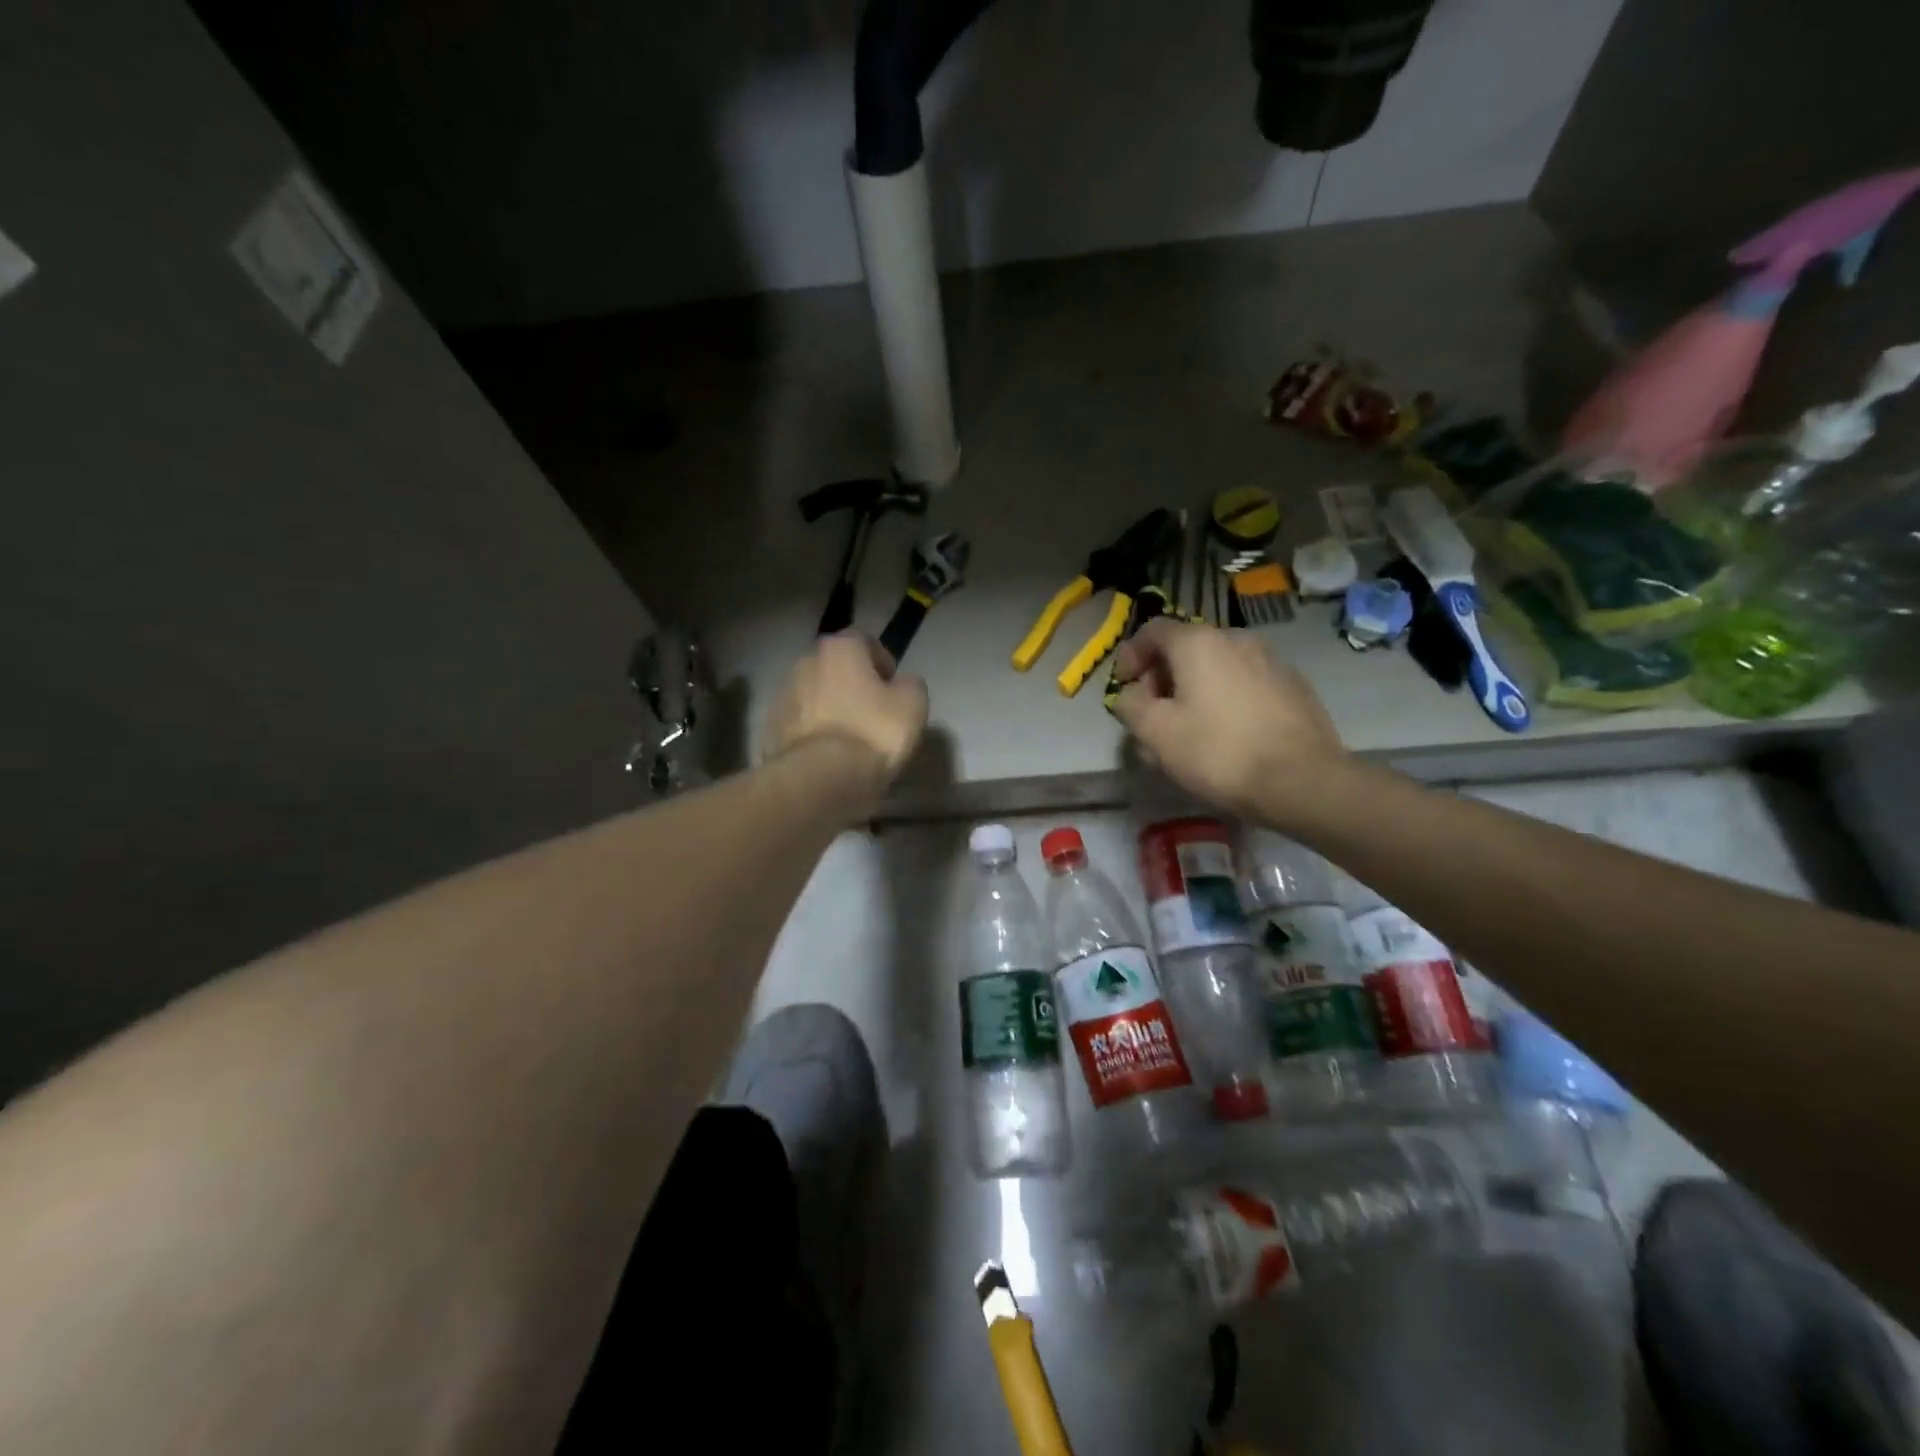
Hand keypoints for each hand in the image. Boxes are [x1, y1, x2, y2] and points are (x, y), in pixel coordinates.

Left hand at [764, 633, 928, 798]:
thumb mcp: (913, 704)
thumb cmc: (872, 732)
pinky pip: (802, 723)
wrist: (820, 778)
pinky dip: (814, 731)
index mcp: (839, 648)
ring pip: (815, 694)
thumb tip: (900, 683)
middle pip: (836, 667)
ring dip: (831, 707)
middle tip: (873, 710)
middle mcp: (806, 661)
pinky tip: (830, 754)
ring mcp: (784, 695)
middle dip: (853, 683)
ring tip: (850, 737)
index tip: (893, 687)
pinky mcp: (772, 728)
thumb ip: (909, 683)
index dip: (882, 662)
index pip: (864, 641)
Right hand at [1111, 619, 1345, 823]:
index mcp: (1199, 642)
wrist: (1302, 780)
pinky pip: (1245, 684)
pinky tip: (1226, 735)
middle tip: (1152, 715)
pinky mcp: (1293, 686)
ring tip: (1188, 730)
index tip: (1124, 688)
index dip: (1130, 656)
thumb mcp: (1156, 732)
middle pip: (1186, 648)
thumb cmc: (1218, 751)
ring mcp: (1270, 660)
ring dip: (1195, 690)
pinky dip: (1225, 699)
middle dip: (1162, 678)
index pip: (1152, 630)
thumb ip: (1130, 705)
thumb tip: (1130, 694)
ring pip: (1217, 668)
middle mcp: (1236, 639)